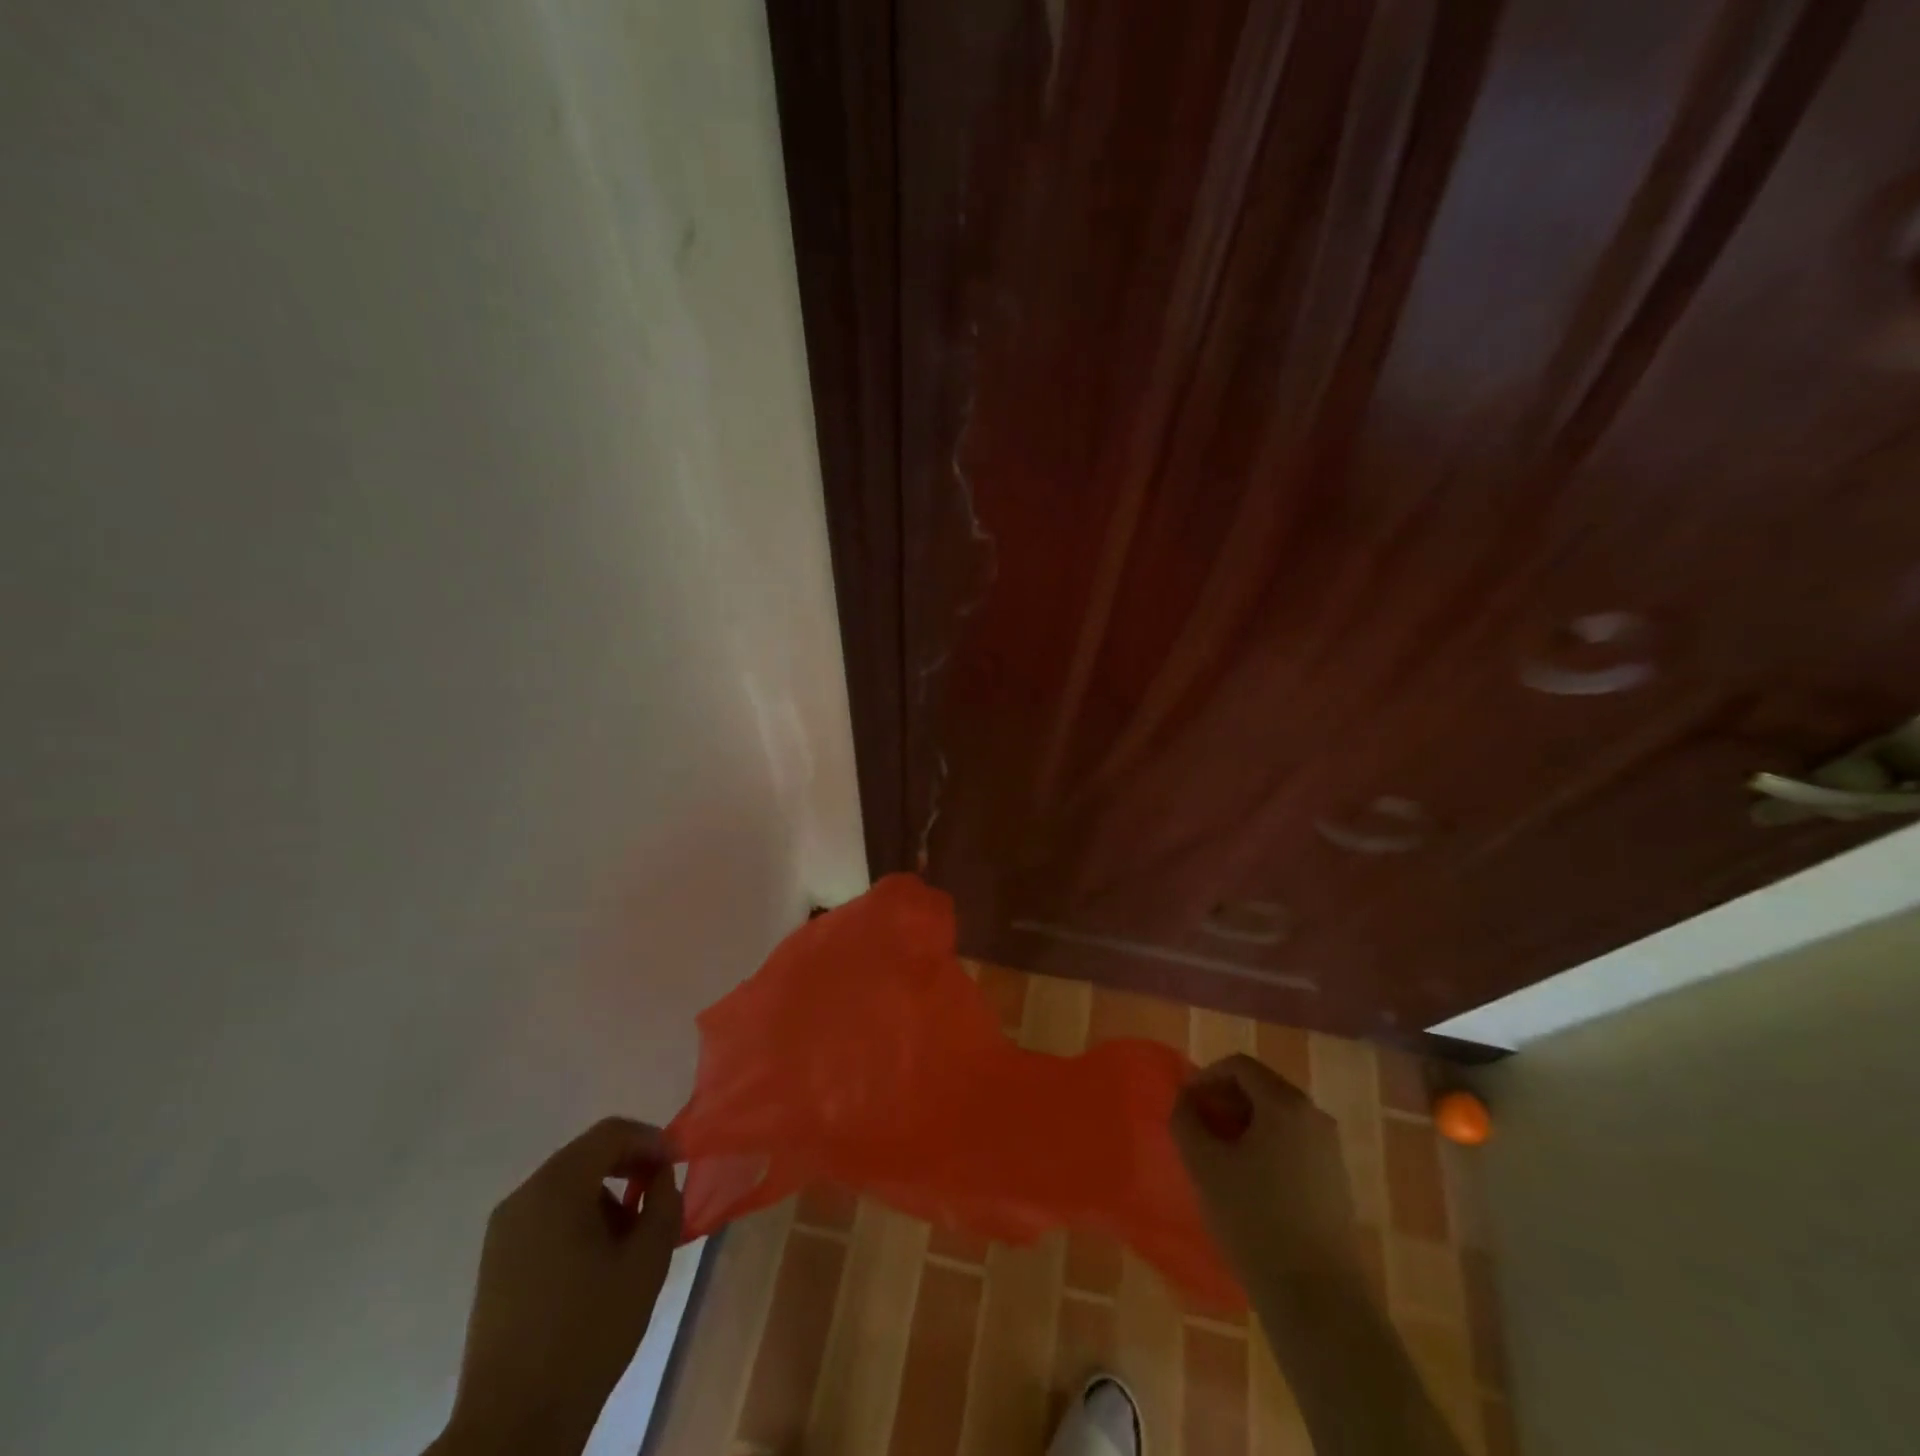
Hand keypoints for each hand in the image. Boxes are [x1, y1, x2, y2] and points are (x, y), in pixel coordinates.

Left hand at [434, 1118, 683, 1455]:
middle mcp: (523, 1197)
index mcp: (556, 1188)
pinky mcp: (496, 1261)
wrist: (514, 1424)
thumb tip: (660, 1175)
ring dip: (606, 1194)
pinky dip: (580, 1217)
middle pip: (587, 1154)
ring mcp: (504, 1230)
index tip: (679, 1164)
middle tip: (661, 1193)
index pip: (611, 1133)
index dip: (652, 1139)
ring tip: (632, 1235)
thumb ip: (664, 1201)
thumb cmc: (588, 1332)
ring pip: (568, 1185)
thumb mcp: (647, 1260)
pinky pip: (548, 1215)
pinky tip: (598, 1259)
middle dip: (630, 1166)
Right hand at [1171, 1054, 1358, 1295]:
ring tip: (1218, 1158)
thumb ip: (1186, 1119)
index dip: (1205, 1077)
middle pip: (1260, 1088)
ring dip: (1243, 1125)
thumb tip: (1186, 1099)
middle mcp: (1315, 1116)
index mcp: (1286, 1103)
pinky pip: (1293, 1144)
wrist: (1317, 1299)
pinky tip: (1248, 1183)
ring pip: (1277, 1117)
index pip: (1239, 1065)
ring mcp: (1330, 1150)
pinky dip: (1265, 1147)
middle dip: (1223, 1101)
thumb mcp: (1204, 1164)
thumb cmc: (1255, 1220)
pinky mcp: (1336, 1181)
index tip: (1185, 1105)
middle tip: (1198, 1129)